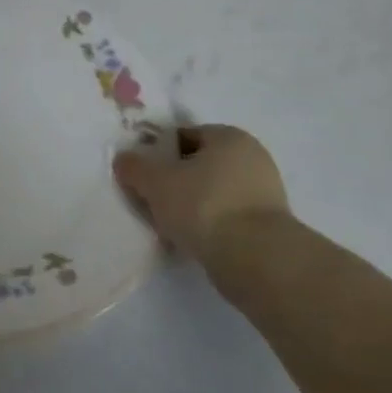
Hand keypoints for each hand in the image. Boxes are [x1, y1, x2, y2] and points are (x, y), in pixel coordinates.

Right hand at [113, 124, 290, 261]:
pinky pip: (225, 215)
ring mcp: (264, 192)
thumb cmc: (203, 205)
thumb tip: (124, 159)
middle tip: (150, 198)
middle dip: (174, 179)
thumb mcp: (155, 182)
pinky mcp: (267, 223)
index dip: (158, 151)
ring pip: (212, 191)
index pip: (185, 135)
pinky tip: (189, 238)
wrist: (254, 257)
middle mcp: (252, 157)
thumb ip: (134, 167)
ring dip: (190, 204)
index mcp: (229, 137)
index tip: (141, 172)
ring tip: (166, 223)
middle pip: (199, 164)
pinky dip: (207, 223)